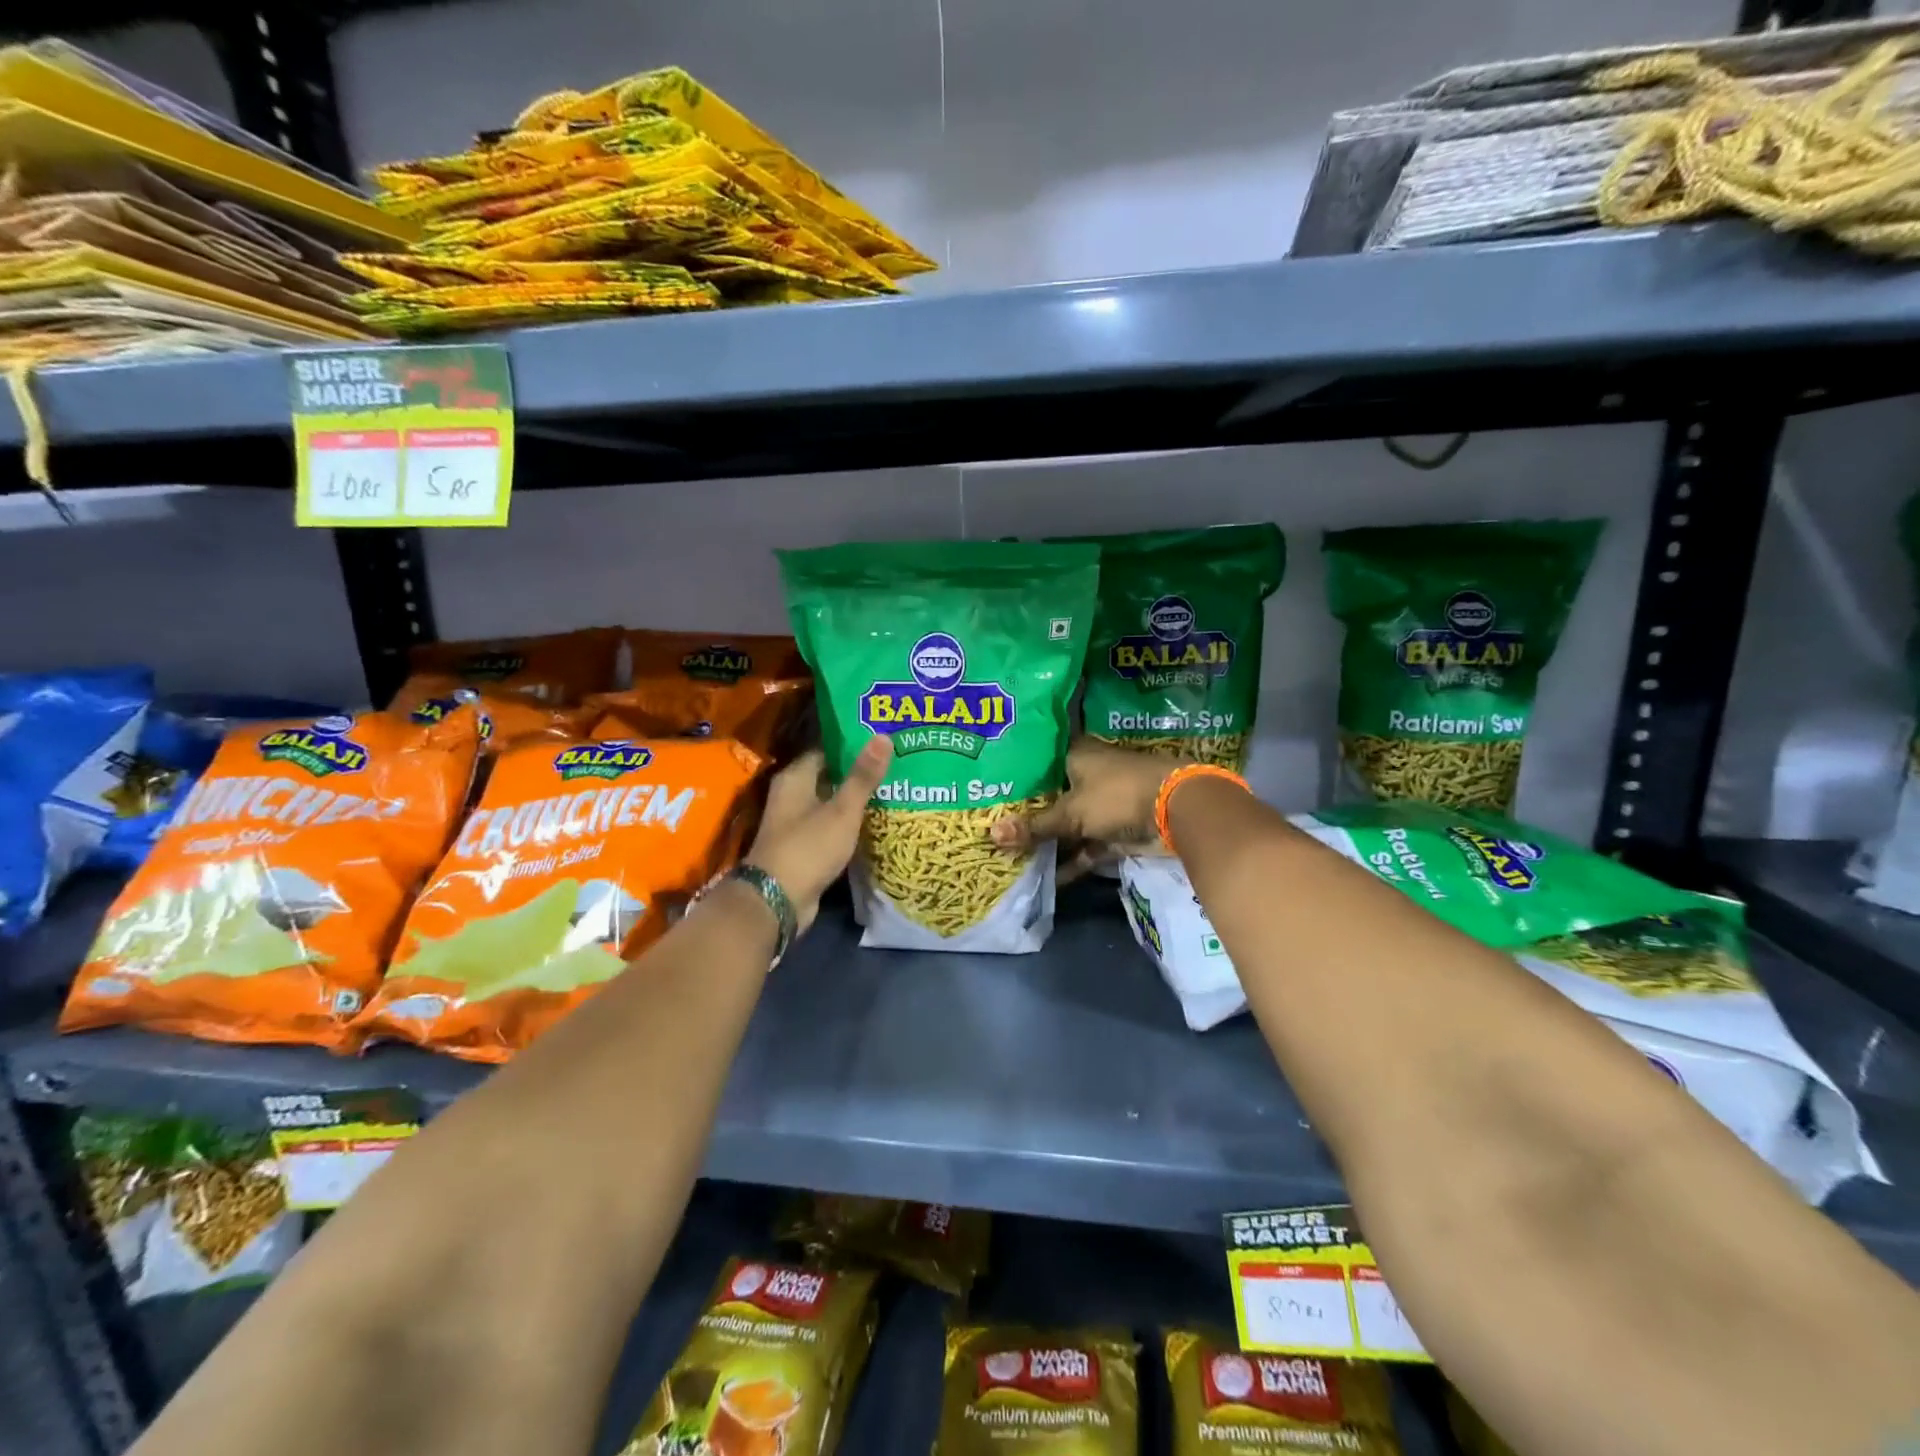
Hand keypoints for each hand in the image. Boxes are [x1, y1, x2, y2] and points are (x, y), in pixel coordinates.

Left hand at [744, 737, 891, 932]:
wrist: (778, 900)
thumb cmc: (808, 847)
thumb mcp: (842, 810)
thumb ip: (863, 776)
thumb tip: (883, 736)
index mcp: (795, 778)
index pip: (826, 749)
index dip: (854, 744)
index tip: (883, 741)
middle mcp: (792, 795)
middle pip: (830, 775)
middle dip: (859, 772)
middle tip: (895, 764)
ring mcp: (797, 823)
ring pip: (832, 802)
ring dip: (856, 799)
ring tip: (894, 788)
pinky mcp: (805, 846)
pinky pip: (831, 826)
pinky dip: (850, 823)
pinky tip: (877, 820)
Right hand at [990, 737, 1185, 873]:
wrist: (1175, 811)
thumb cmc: (1117, 795)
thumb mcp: (1071, 812)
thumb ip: (1034, 827)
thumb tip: (991, 836)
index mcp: (1074, 756)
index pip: (1035, 763)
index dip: (1013, 778)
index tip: (984, 792)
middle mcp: (1084, 777)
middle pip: (1048, 798)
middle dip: (1024, 817)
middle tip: (987, 829)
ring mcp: (1099, 806)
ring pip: (1065, 825)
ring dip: (1045, 842)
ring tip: (1007, 857)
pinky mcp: (1111, 832)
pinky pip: (1083, 847)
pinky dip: (1068, 862)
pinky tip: (1042, 880)